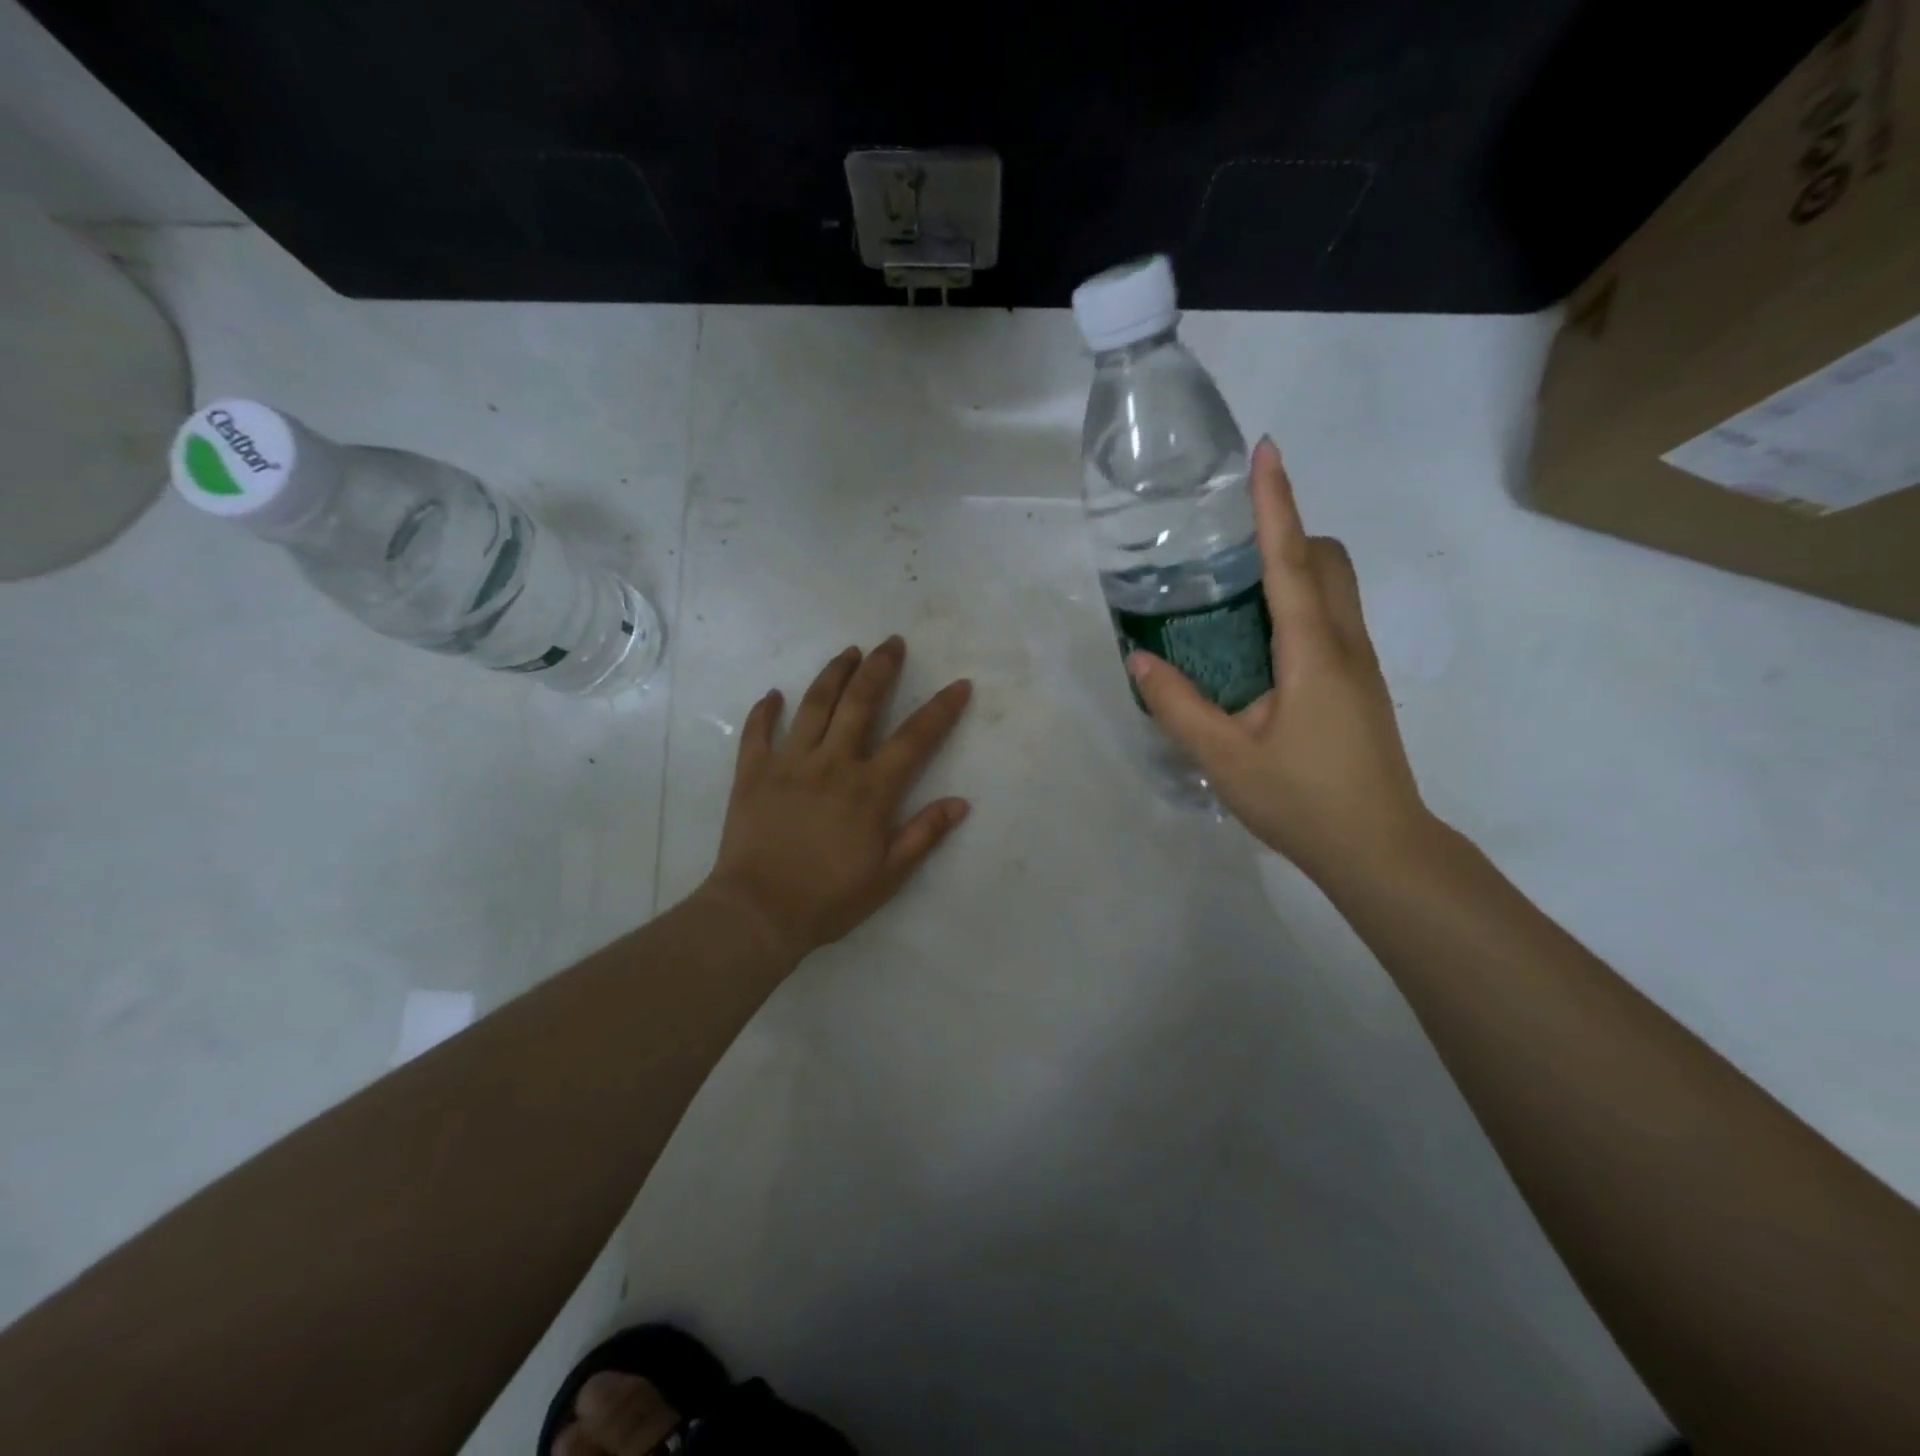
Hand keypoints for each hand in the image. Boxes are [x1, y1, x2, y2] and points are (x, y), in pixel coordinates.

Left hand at [699, 636, 972, 963]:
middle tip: (892, 642)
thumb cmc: (829, 899)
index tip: (959, 684)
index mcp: (870, 789)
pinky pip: (758, 733)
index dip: (941, 709)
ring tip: (849, 652)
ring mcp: (789, 764)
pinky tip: (773, 694)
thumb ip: (924, 835)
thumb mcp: (888, 876)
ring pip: (814, 705)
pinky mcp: (752, 773)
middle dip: (880, 668)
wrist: (758, 913)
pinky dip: (765, 711)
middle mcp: (832, 764)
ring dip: (834, 673)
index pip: (915, 739)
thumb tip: (960, 802)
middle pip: (860, 703)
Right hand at [1128, 437, 1432, 884]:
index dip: (1276, 502)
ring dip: (1294, 567)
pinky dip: (1298, 603)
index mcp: (1312, 651)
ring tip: (1235, 591)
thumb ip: (1178, 705)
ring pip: (1334, 588)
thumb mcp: (1225, 758)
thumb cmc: (1303, 800)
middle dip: (1287, 531)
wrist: (1380, 849)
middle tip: (1229, 546)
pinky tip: (1257, 645)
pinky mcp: (1358, 685)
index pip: (1291, 560)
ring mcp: (1359, 664)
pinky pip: (1331, 619)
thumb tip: (1139, 661)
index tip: (1265, 451)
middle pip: (1325, 560)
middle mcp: (1344, 643)